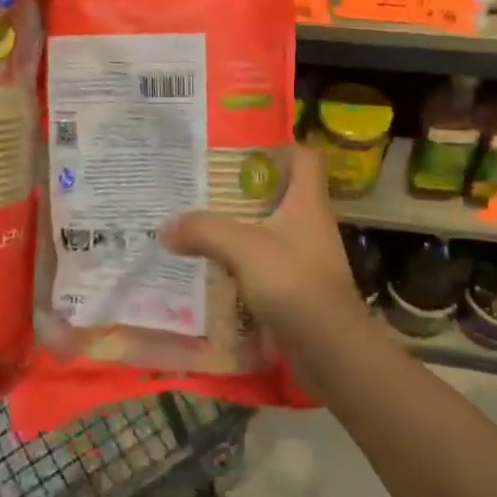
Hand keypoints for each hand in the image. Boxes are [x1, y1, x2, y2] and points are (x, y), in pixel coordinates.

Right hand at [162, 147, 365, 351]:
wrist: (330, 350)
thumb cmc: (294, 283)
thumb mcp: (243, 248)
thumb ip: (204, 231)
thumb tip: (167, 227)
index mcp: (307, 202)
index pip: (304, 157)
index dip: (278, 146)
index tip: (240, 147)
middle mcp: (309, 224)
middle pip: (278, 193)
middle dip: (242, 188)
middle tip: (202, 184)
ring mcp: (303, 258)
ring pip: (267, 230)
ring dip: (237, 227)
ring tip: (197, 222)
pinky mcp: (294, 288)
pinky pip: (261, 264)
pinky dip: (238, 262)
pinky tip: (208, 265)